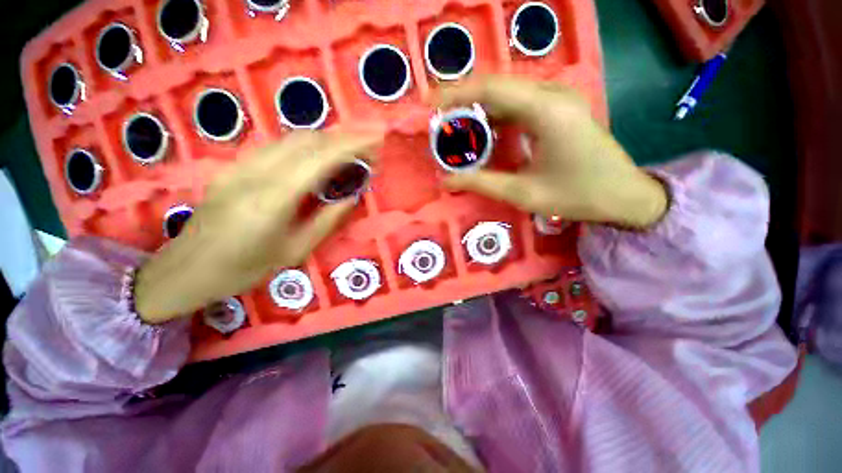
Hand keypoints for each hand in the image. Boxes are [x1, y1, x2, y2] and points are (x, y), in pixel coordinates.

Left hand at [135, 131, 381, 323]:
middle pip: (306, 141)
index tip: (375, 141)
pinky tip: (316, 157)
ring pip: (290, 138)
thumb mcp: (295, 251)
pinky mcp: (233, 165)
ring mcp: (240, 165)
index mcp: (272, 199)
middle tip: (367, 146)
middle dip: (342, 138)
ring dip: (325, 139)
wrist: (186, 269)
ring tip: (348, 150)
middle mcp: (255, 173)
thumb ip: (327, 220)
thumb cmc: (244, 269)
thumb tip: (350, 197)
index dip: (351, 145)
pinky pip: (276, 146)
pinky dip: (305, 145)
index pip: (319, 159)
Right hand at [438, 75, 667, 228]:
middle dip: (463, 100)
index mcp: (547, 111)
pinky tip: (483, 132)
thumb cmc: (577, 195)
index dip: (456, 92)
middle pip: (498, 86)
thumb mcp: (523, 193)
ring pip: (507, 94)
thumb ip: (480, 183)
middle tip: (439, 119)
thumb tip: (445, 180)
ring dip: (479, 108)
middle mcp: (554, 94)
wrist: (624, 195)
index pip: (492, 88)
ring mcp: (559, 98)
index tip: (429, 101)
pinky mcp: (559, 108)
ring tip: (455, 127)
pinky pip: (519, 104)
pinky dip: (496, 116)